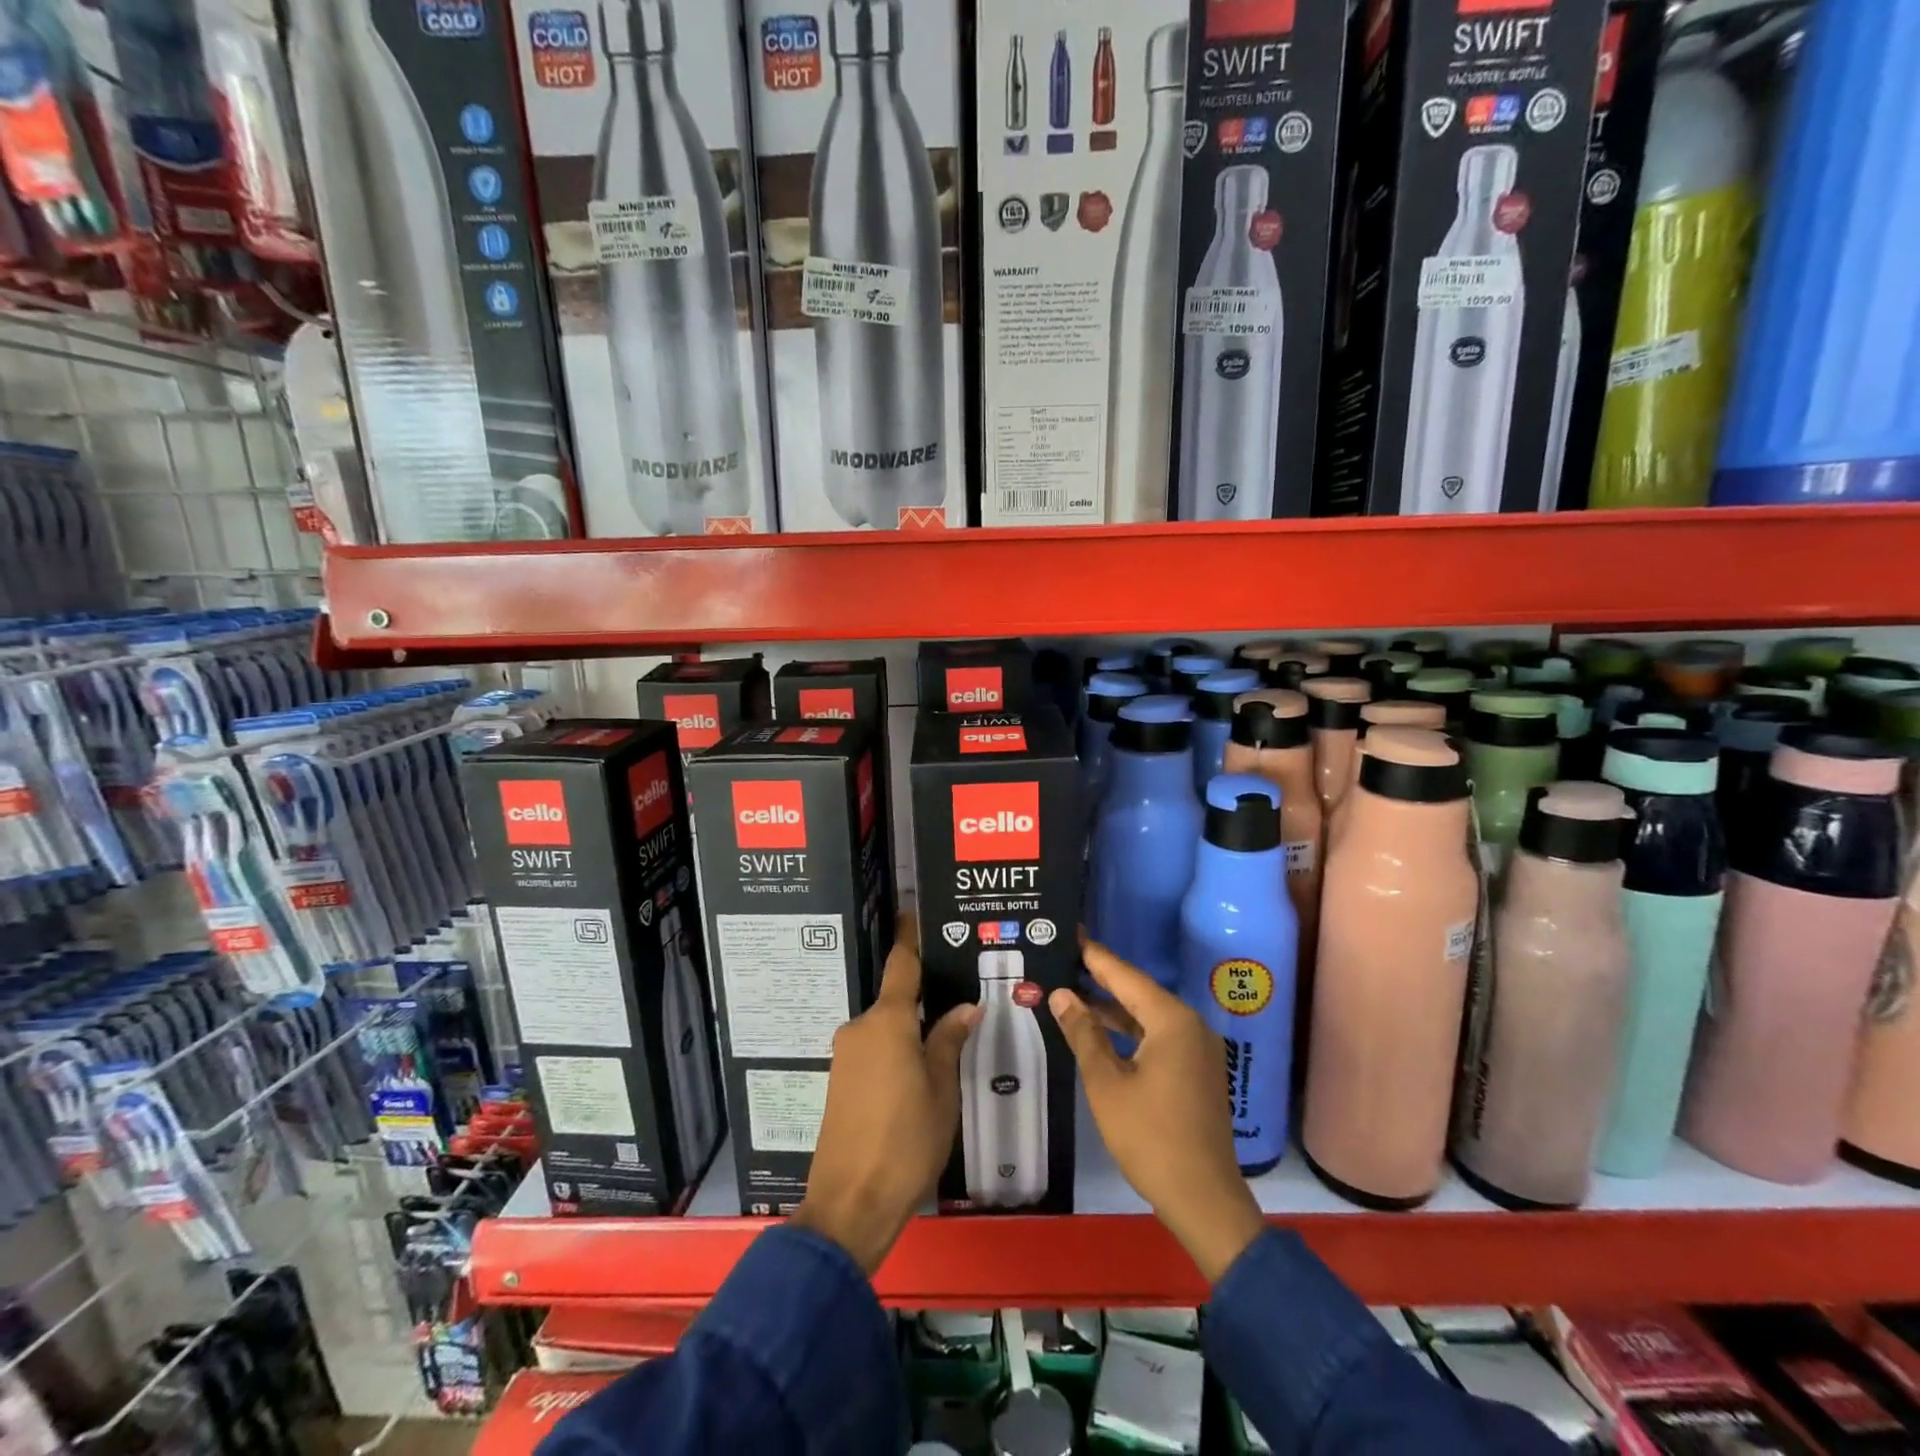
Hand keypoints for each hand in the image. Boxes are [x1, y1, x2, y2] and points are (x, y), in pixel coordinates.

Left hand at [792, 925, 979, 1274]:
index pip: (902, 965)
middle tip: (960, 1002)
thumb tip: (966, 1006)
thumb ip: (950, 1041)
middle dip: (923, 1000)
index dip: (911, 937)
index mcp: (887, 1022)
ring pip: (886, 1029)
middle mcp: (860, 1028)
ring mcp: (845, 1056)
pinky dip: (895, 1053)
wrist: (850, 1204)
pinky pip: (873, 1052)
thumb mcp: (942, 1091)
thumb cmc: (906, 1142)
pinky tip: (918, 1075)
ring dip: (910, 1032)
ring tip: (946, 1043)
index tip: (917, 913)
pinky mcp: (839, 1082)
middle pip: (896, 1001)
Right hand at [1050, 939, 1266, 1283]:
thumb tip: (1062, 994)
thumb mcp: (1106, 1083)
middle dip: (1101, 978)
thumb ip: (1084, 1033)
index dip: (1094, 955)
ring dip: (1113, 1007)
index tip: (1070, 931)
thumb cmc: (1150, 1137)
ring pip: (1148, 1015)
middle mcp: (1190, 1025)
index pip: (1125, 975)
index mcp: (1172, 1020)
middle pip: (1138, 991)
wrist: (1204, 1199)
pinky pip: (1159, 1035)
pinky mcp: (1198, 1070)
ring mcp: (1198, 1049)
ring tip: (1073, 991)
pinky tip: (1102, 1032)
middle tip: (1064, 958)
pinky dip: (1130, 1030)